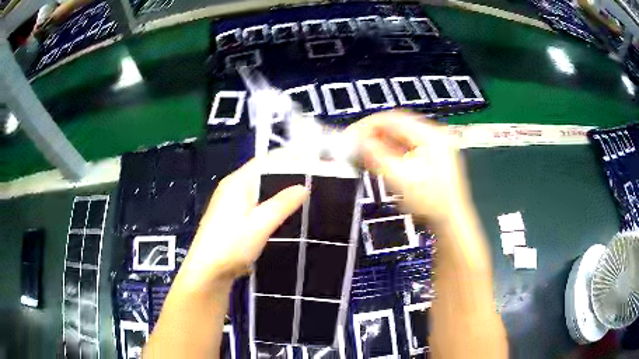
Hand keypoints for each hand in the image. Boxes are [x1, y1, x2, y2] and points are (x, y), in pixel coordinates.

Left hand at [177, 150, 308, 288]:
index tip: (310, 160)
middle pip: (261, 171)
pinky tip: (281, 209)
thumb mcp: (260, 224)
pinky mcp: (230, 215)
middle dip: (285, 171)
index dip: (288, 157)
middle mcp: (231, 186)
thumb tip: (303, 187)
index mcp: (237, 182)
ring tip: (301, 191)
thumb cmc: (232, 245)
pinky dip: (269, 199)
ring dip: (278, 186)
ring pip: (258, 187)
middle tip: (311, 176)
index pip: (265, 160)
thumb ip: (282, 204)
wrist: (207, 271)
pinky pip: (254, 199)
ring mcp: (228, 201)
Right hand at [346, 110, 468, 226]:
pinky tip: (377, 160)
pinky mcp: (431, 158)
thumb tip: (356, 141)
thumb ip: (376, 156)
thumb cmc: (429, 202)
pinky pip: (406, 148)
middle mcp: (433, 135)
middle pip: (397, 126)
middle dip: (373, 134)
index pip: (393, 119)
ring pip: (400, 137)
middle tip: (353, 145)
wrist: (451, 222)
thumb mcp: (399, 178)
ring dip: (380, 143)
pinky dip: (390, 152)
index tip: (350, 136)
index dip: (368, 125)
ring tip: (361, 153)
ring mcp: (434, 146)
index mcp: (430, 135)